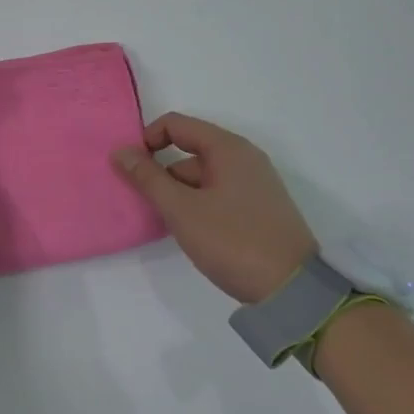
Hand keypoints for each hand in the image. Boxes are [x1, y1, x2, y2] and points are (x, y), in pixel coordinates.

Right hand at [111, 112, 317, 304]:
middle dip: (162, 172)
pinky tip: (192, 231)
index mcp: (227, 148)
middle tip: (145, 204)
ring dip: (179, 192)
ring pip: (203, 175)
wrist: (293, 289)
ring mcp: (255, 183)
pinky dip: (198, 204)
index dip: (147, 141)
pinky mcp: (259, 207)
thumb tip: (120, 151)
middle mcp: (244, 157)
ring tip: (167, 224)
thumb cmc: (233, 241)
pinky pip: (218, 193)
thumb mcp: (182, 209)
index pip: (176, 124)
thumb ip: (148, 178)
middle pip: (189, 150)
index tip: (131, 170)